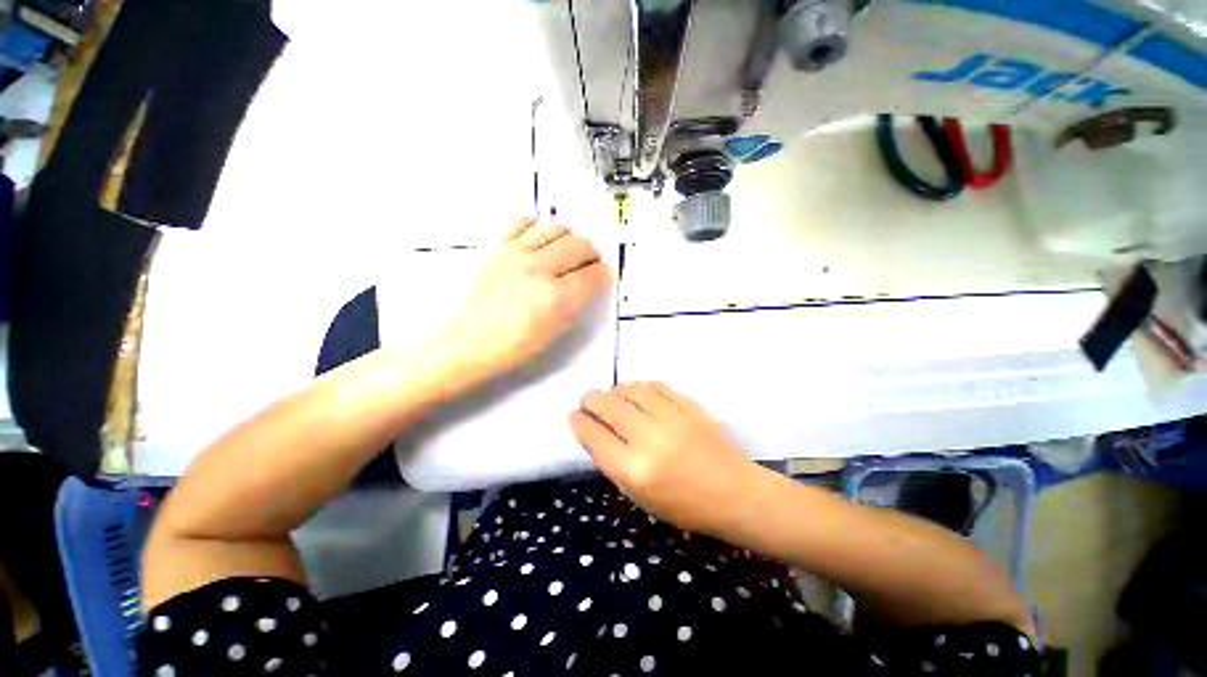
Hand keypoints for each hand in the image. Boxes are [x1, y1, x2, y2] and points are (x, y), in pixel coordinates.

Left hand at [442, 218, 610, 383]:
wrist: (468, 342)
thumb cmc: (514, 347)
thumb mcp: (555, 333)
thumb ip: (577, 303)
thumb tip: (589, 282)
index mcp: (558, 299)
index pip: (594, 274)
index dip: (603, 273)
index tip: (602, 275)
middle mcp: (540, 270)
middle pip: (580, 246)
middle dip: (591, 254)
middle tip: (589, 263)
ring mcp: (515, 254)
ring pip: (556, 228)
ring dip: (569, 237)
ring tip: (566, 249)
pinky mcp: (496, 246)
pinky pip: (523, 221)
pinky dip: (537, 226)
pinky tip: (540, 238)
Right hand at [569, 381, 762, 535]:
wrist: (734, 493)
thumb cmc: (684, 505)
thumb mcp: (639, 495)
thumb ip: (614, 462)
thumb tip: (595, 432)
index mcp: (633, 470)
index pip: (593, 435)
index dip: (578, 422)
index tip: (573, 415)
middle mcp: (648, 439)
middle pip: (608, 406)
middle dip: (591, 399)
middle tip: (588, 400)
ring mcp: (671, 418)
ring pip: (631, 389)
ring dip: (615, 389)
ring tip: (613, 395)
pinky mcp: (689, 406)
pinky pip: (657, 386)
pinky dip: (642, 386)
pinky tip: (640, 392)